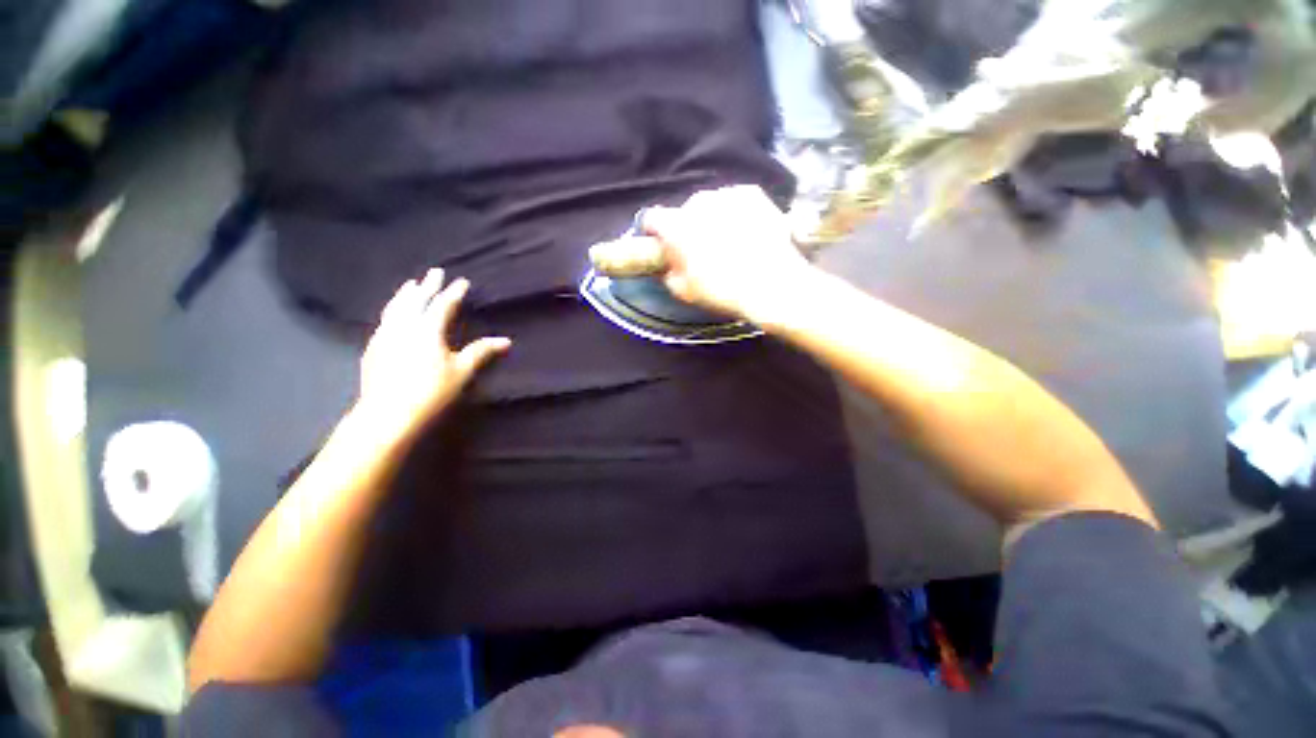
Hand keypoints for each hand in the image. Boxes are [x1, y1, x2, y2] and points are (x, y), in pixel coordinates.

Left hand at [356, 269, 509, 443]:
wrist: (387, 414)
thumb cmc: (431, 391)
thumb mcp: (461, 371)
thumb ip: (481, 352)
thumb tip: (506, 341)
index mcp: (427, 329)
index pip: (442, 305)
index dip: (453, 292)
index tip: (462, 281)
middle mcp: (404, 326)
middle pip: (416, 300)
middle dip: (428, 285)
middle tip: (435, 272)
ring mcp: (385, 335)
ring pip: (396, 307)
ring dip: (405, 294)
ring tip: (410, 284)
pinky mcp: (373, 347)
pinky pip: (385, 320)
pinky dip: (393, 310)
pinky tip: (393, 314)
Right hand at [605, 186, 816, 323]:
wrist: (772, 285)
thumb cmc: (722, 291)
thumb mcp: (684, 292)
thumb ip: (667, 274)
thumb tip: (665, 265)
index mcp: (676, 225)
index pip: (652, 219)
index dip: (654, 233)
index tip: (661, 245)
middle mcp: (697, 202)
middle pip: (683, 212)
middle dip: (687, 227)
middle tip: (700, 250)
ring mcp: (726, 194)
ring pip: (710, 204)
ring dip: (711, 219)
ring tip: (727, 242)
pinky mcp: (752, 193)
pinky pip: (733, 200)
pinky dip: (734, 213)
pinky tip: (745, 231)